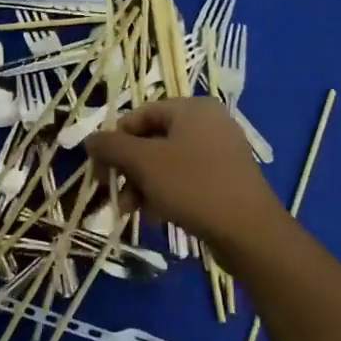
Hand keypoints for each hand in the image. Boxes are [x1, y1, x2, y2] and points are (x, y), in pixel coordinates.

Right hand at [86, 98, 284, 250]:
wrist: (249, 231)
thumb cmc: (193, 186)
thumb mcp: (144, 163)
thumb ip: (113, 147)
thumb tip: (90, 139)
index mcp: (192, 109)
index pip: (140, 114)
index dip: (115, 140)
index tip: (101, 169)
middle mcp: (209, 123)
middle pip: (152, 140)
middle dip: (129, 169)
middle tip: (114, 195)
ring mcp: (221, 151)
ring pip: (167, 162)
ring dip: (143, 185)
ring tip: (133, 211)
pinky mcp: (226, 179)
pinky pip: (186, 178)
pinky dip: (165, 193)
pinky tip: (156, 217)